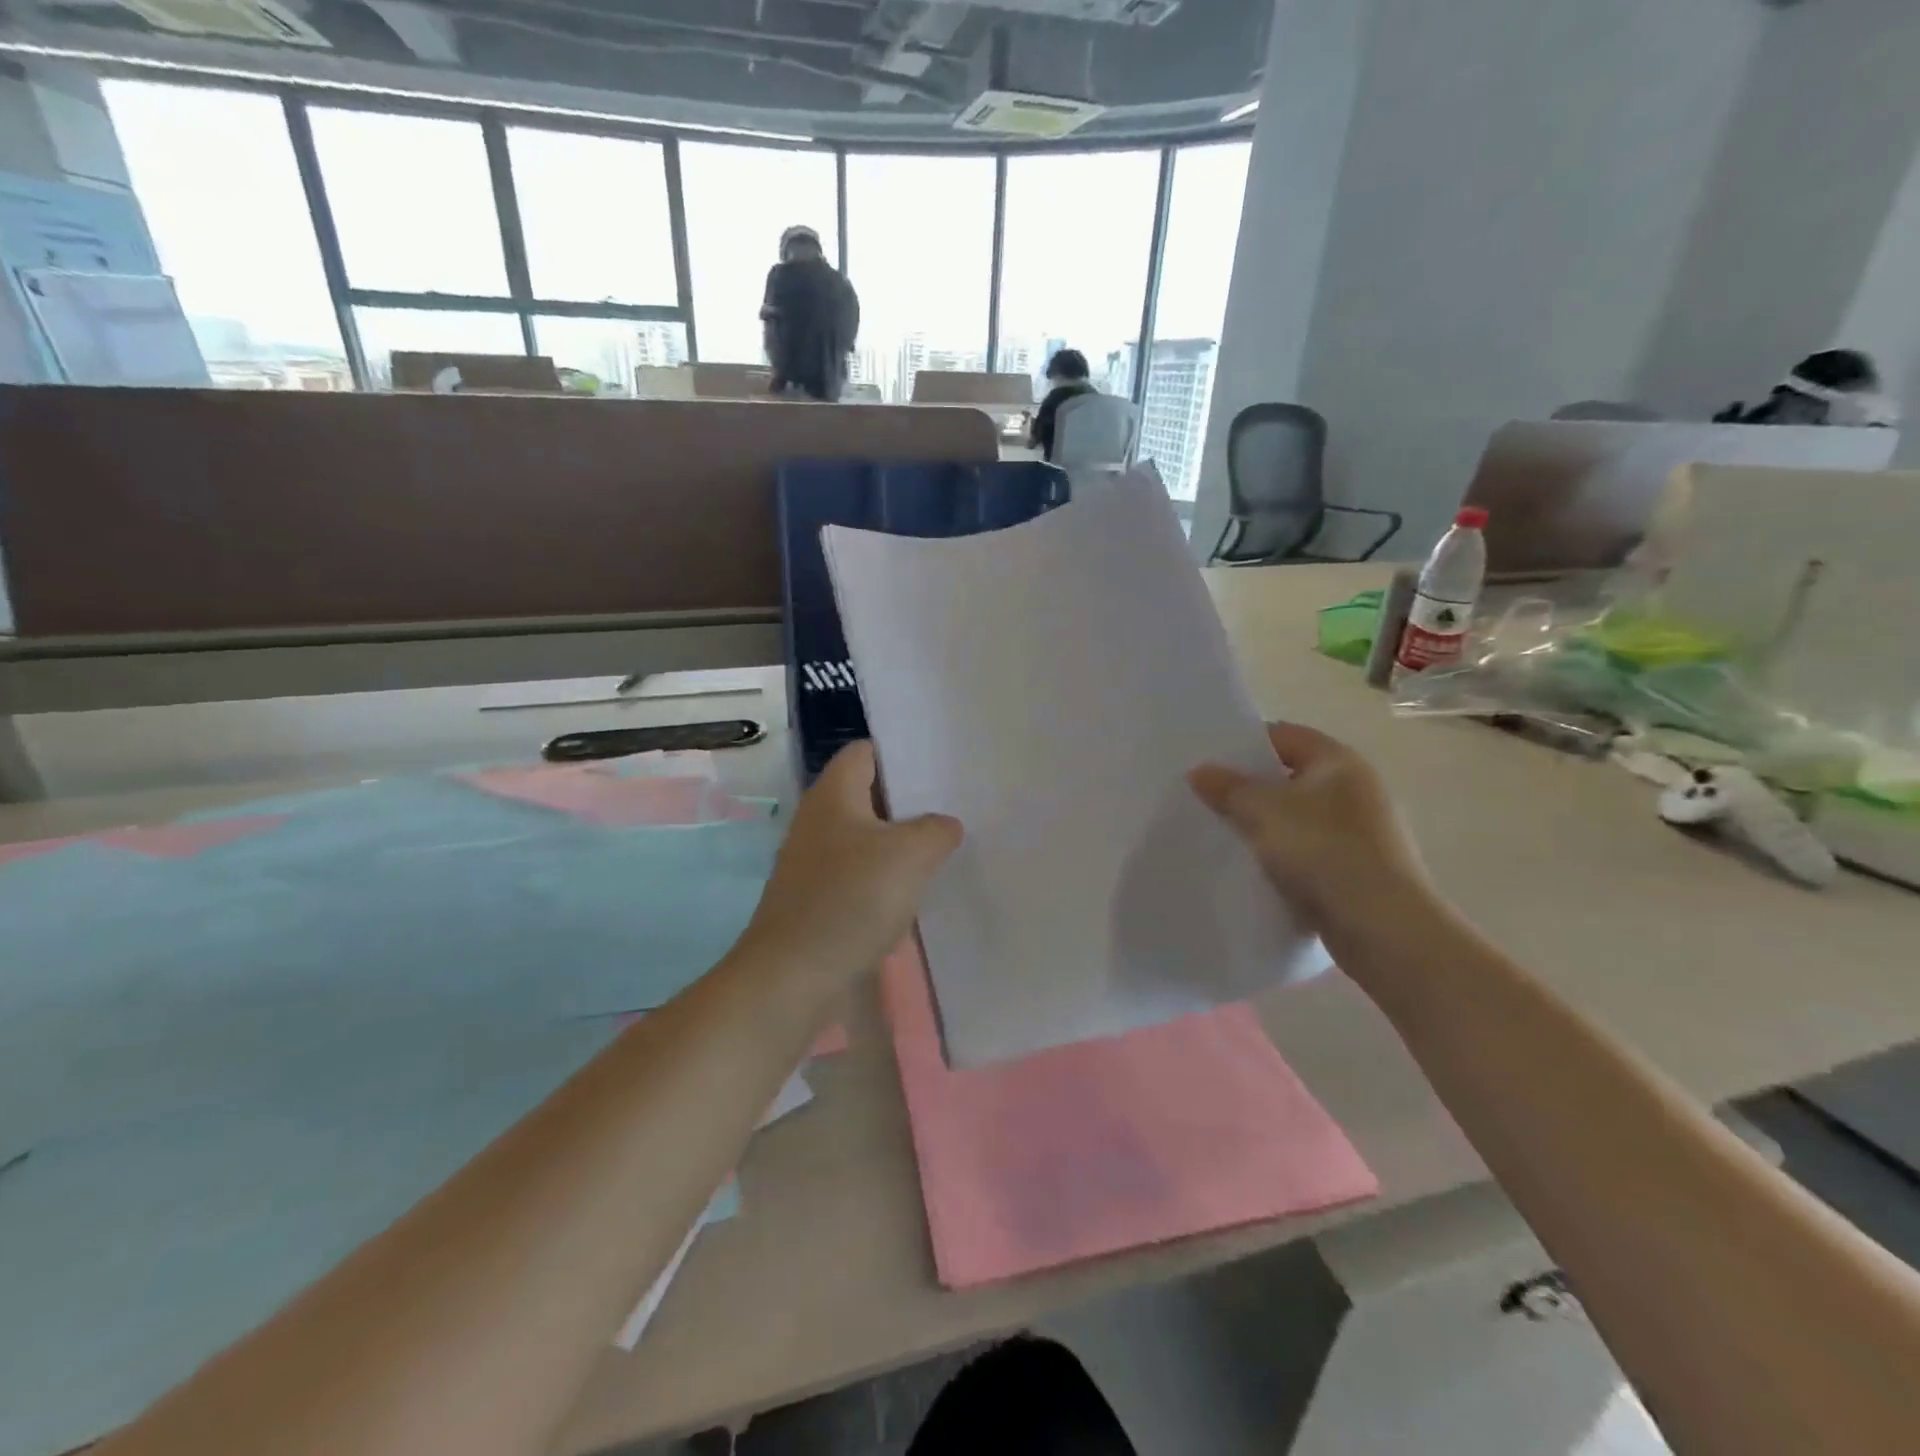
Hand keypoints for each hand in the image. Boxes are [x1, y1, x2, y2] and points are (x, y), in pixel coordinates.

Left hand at [735, 741, 960, 991]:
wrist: (792, 976)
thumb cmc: (851, 899)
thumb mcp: (911, 855)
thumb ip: (937, 830)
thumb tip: (945, 826)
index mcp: (833, 794)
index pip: (865, 751)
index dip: (901, 753)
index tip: (940, 767)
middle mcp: (818, 820)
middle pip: (868, 795)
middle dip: (908, 801)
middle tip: (952, 809)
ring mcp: (812, 862)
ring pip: (865, 838)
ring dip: (899, 845)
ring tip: (941, 852)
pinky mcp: (815, 898)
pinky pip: (857, 876)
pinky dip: (884, 880)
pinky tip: (912, 896)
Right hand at [1188, 721, 1426, 930]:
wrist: (1382, 927)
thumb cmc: (1323, 851)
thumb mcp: (1262, 811)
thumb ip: (1228, 788)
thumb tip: (1199, 770)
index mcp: (1338, 761)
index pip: (1284, 735)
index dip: (1245, 744)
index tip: (1209, 761)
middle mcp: (1355, 789)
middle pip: (1290, 776)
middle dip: (1250, 787)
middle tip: (1207, 798)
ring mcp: (1360, 831)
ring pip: (1297, 817)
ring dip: (1264, 825)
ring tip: (1223, 835)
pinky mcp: (1357, 868)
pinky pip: (1309, 851)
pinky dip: (1282, 855)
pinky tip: (1254, 869)